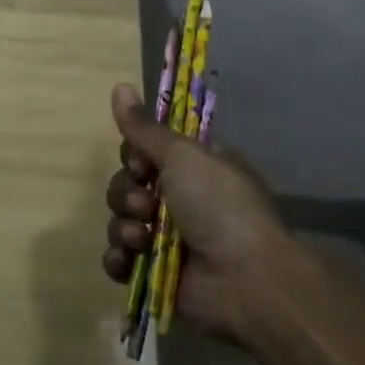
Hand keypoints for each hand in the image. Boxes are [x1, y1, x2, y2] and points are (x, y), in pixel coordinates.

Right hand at [102, 82, 285, 340]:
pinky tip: (128, 260)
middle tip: (146, 204)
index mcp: (193, 168)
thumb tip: (119, 84)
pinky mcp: (156, 274)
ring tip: (142, 238)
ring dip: (124, 226)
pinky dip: (119, 258)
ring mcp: (167, 239)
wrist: (246, 280)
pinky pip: (120, 258)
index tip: (142, 162)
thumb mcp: (182, 156)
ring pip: (121, 220)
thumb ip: (145, 128)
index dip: (135, 155)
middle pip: (128, 183)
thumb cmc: (219, 206)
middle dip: (127, 193)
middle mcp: (181, 199)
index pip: (146, 150)